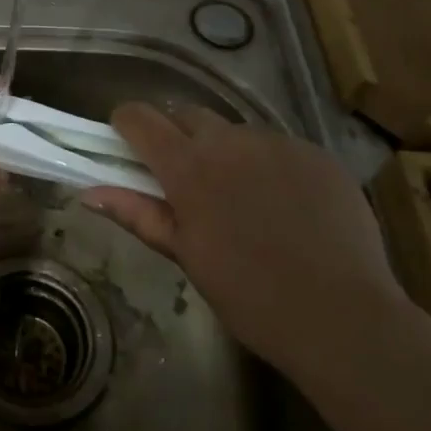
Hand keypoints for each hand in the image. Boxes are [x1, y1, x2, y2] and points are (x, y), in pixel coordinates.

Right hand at [81, 105, 406, 376]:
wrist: (342, 317)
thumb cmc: (249, 294)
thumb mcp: (186, 255)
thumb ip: (137, 214)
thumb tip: (88, 193)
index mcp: (188, 166)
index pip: (141, 118)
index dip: (126, 122)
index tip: (123, 138)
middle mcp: (229, 141)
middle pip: (187, 113)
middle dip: (175, 133)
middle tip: (183, 175)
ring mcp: (278, 143)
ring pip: (236, 131)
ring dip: (225, 151)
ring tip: (242, 196)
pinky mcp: (317, 154)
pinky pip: (279, 147)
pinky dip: (270, 165)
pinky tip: (286, 206)